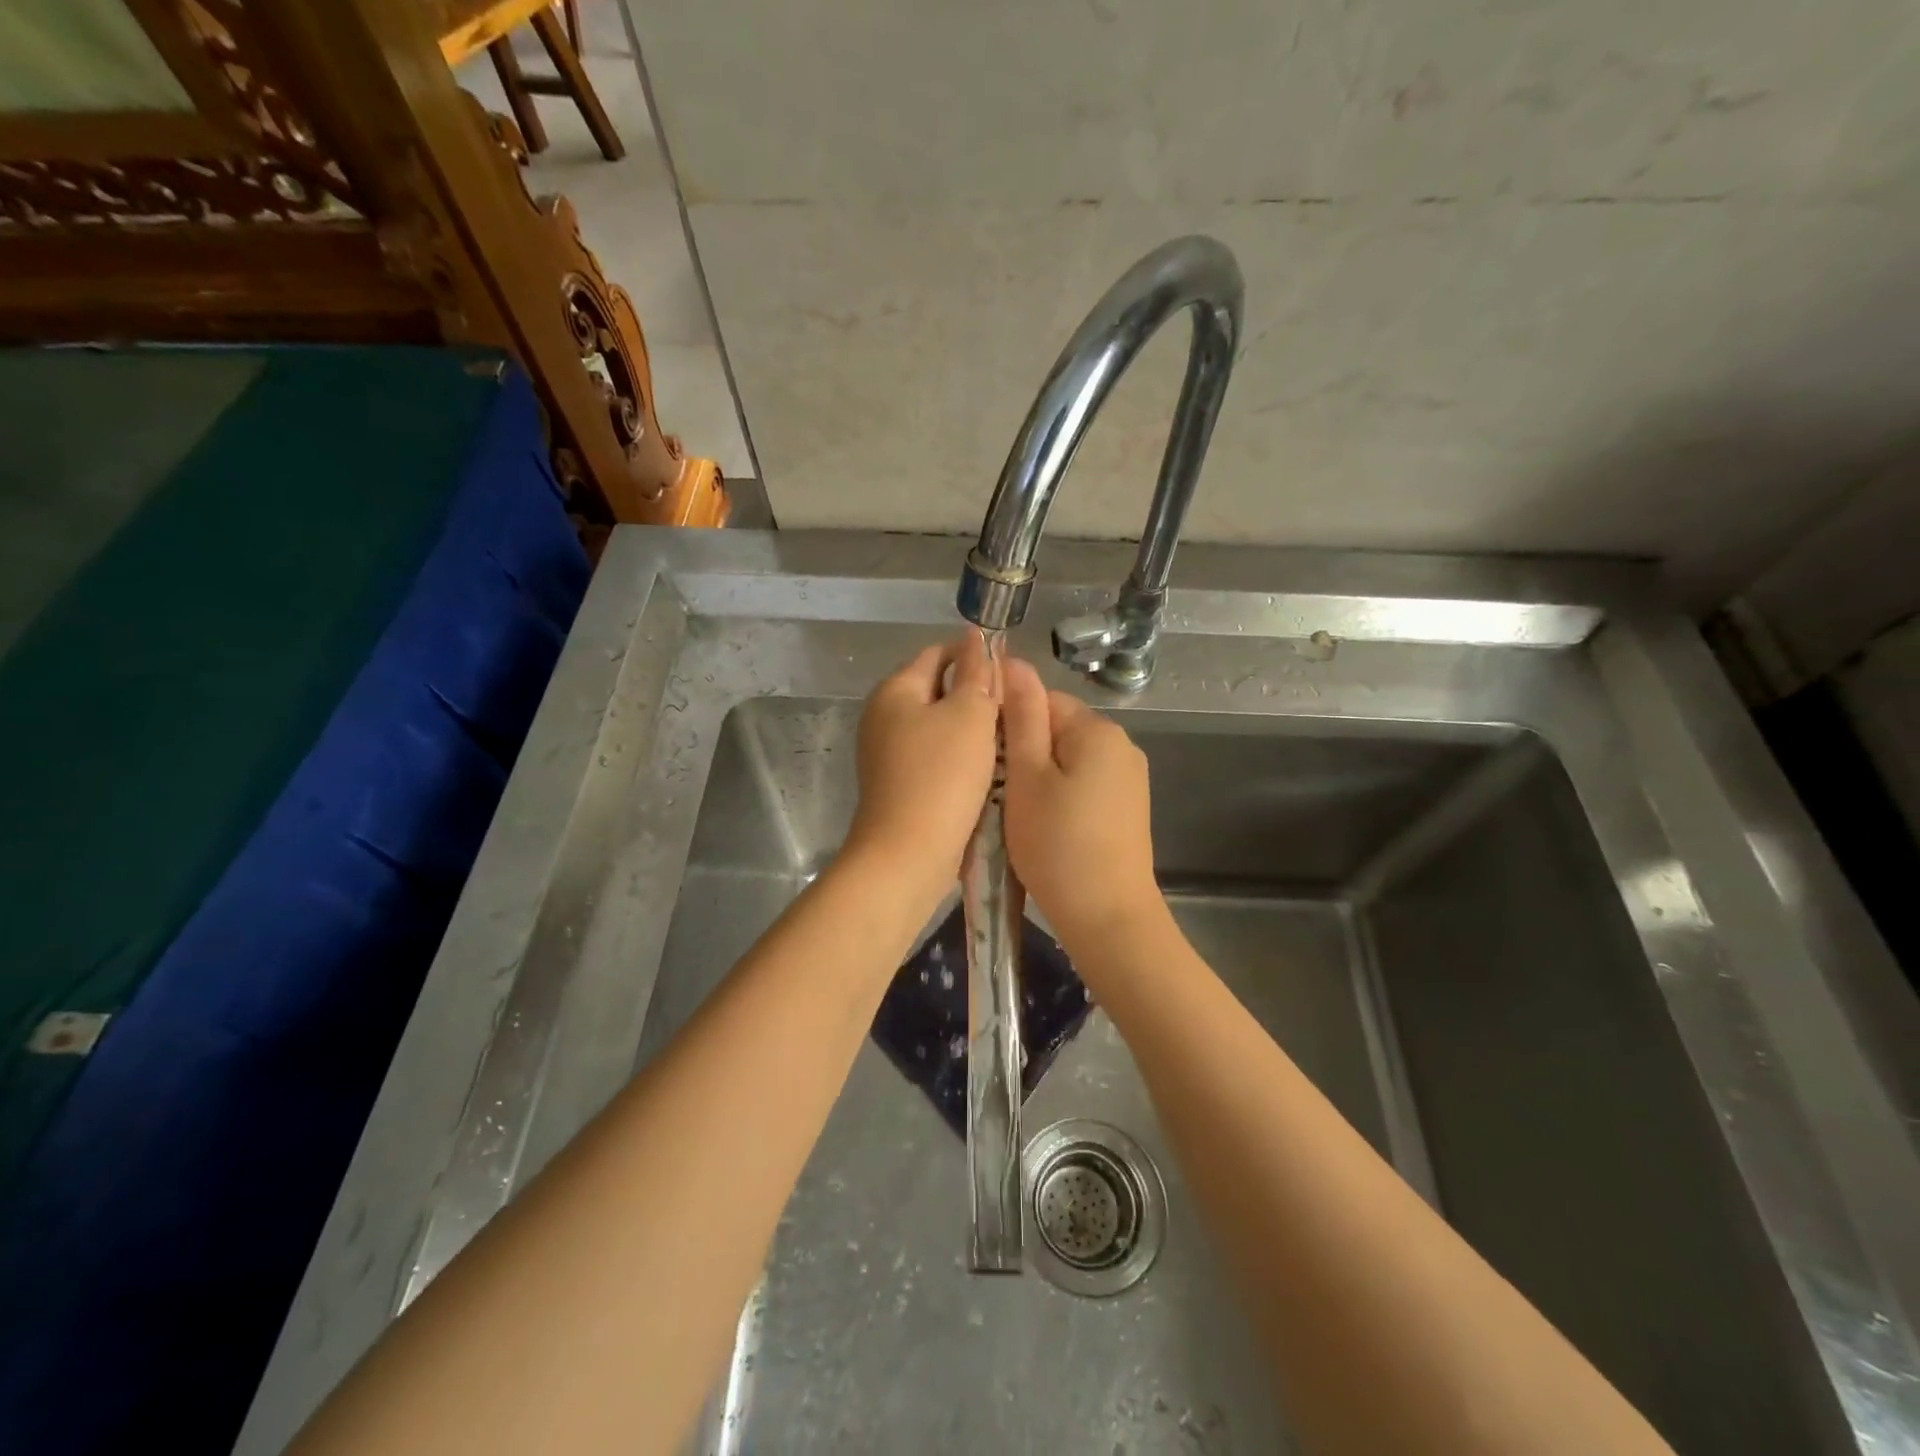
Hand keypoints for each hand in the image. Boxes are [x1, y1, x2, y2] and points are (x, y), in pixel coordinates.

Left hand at [846, 633, 1000, 884]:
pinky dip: (959, 758)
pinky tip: (986, 771)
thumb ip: (976, 673)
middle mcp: (883, 717)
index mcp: (895, 690)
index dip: (975, 656)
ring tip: (1007, 740)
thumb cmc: (942, 776)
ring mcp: (887, 754)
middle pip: (937, 690)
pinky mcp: (898, 785)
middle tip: (1014, 711)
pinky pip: (934, 757)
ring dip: (971, 730)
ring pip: (939, 727)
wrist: (908, 854)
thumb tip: (975, 638)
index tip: (1011, 675)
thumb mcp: (969, 714)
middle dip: (975, 696)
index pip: (938, 653)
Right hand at [1001, 659, 1162, 952]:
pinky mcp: (1127, 809)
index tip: (984, 760)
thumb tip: (1013, 662)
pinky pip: (1083, 786)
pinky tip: (1043, 828)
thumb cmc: (1057, 844)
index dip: (1006, 724)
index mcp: (1096, 729)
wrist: (1107, 918)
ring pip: (1066, 761)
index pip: (1041, 700)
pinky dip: (1058, 799)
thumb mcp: (1027, 776)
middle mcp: (1120, 745)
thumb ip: (1020, 717)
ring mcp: (1128, 779)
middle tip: (995, 793)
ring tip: (1014, 814)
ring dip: (1037, 779)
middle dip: (1022, 754)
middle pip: (1056, 730)